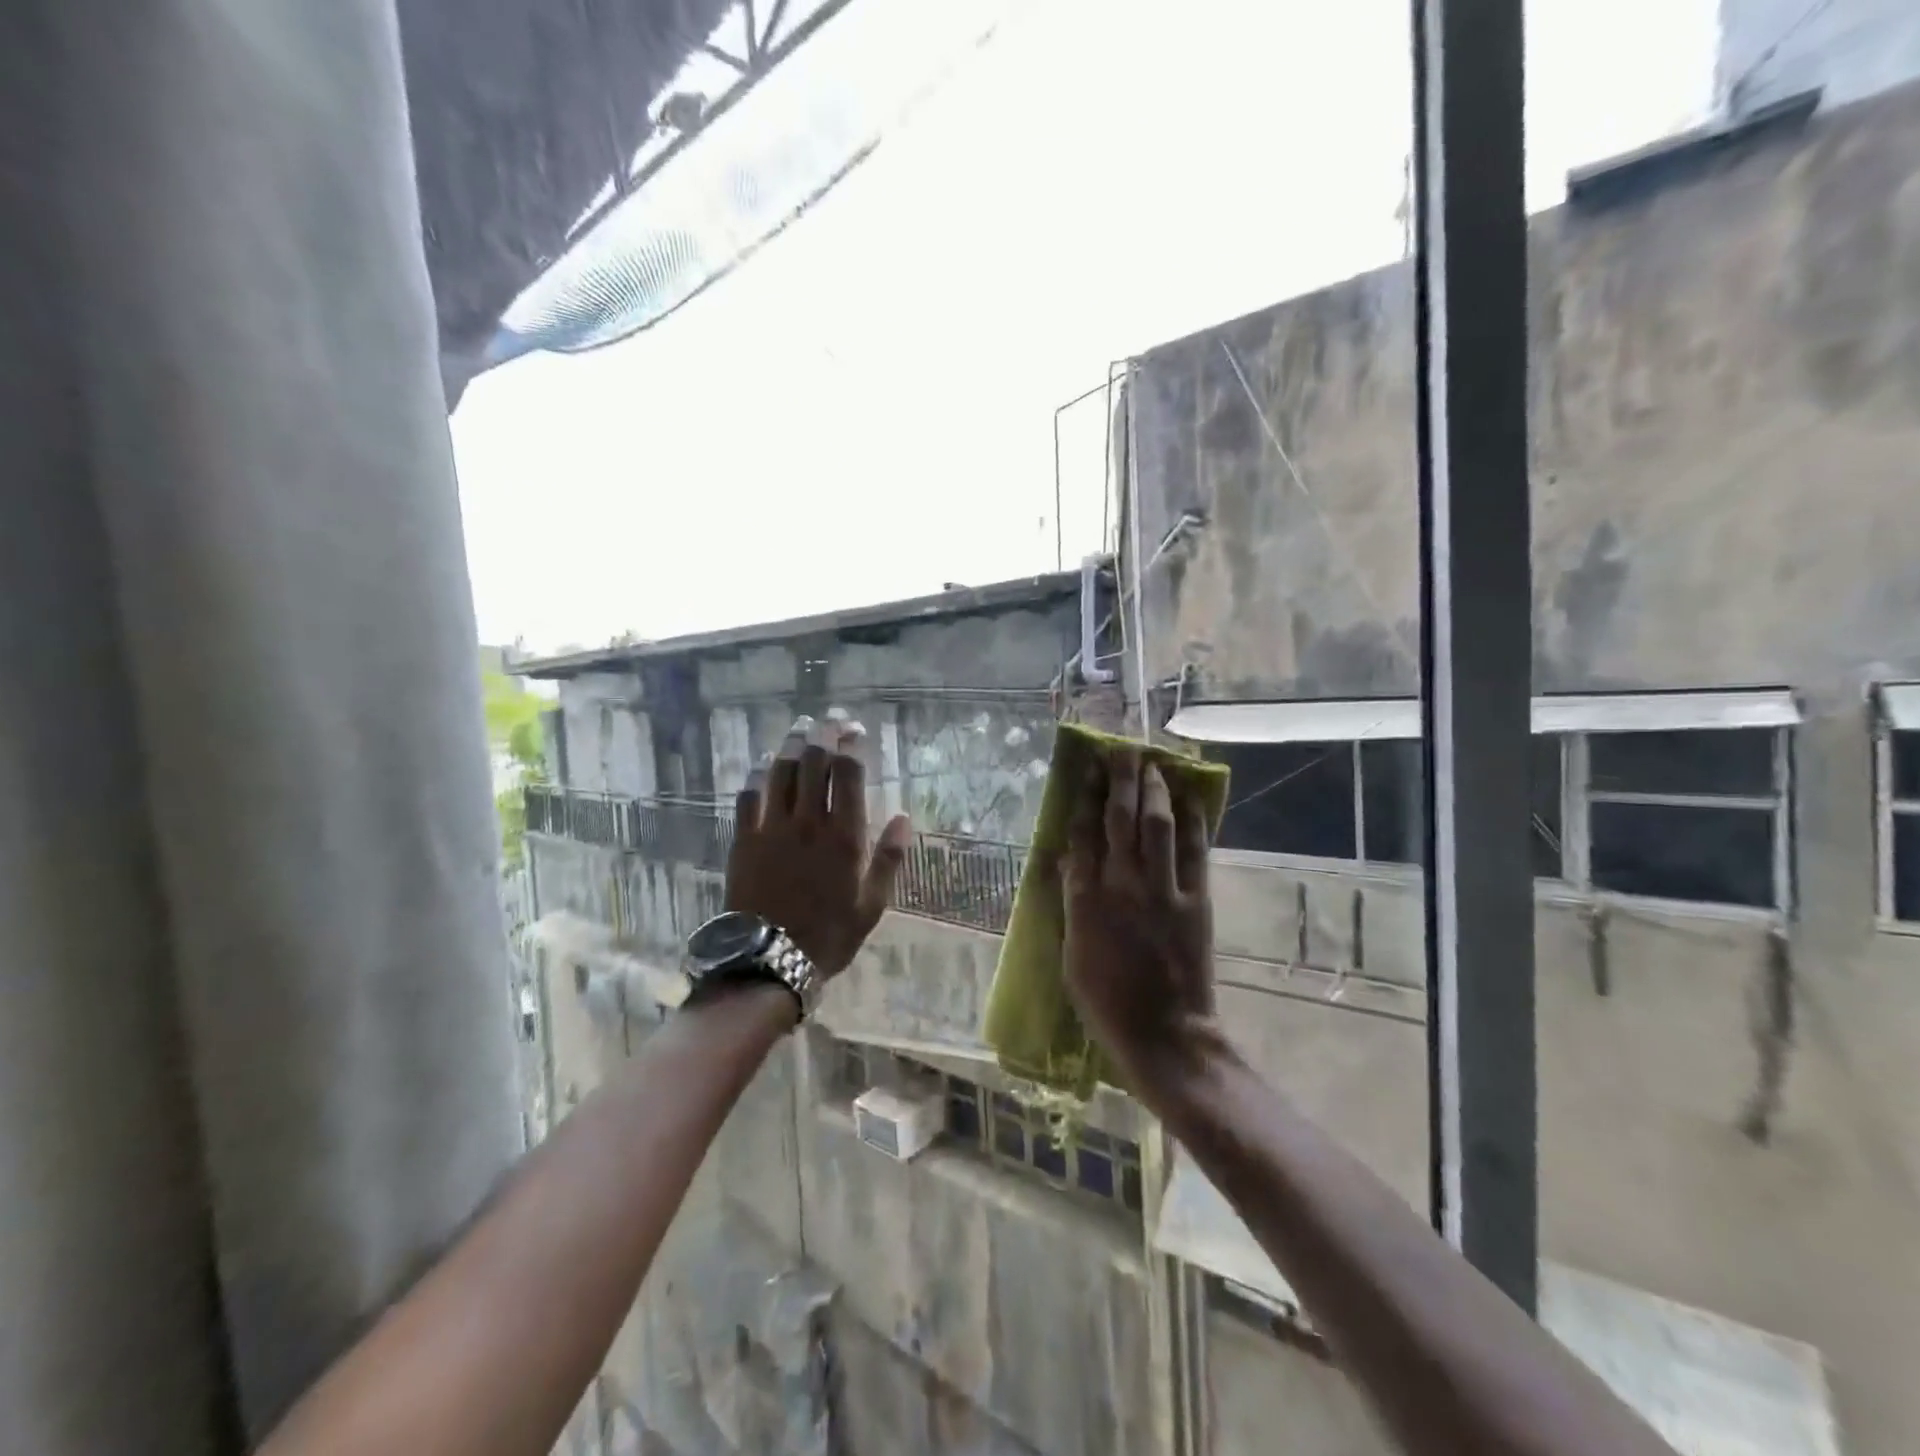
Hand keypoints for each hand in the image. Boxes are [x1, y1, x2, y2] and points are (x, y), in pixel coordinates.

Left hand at [727, 714, 911, 977]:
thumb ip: (889, 858)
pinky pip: (748, 796)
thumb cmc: (829, 935)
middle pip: (814, 763)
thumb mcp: (872, 904)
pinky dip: (757, 775)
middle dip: (823, 734)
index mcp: (844, 836)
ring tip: (800, 728)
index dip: (852, 745)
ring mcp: (772, 828)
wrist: (769, 961)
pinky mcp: (744, 839)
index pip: (849, 774)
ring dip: (792, 745)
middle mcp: (808, 822)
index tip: (856, 729)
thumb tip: (905, 817)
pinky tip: (763, 764)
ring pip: (781, 772)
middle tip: (829, 719)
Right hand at [1061, 746, 1216, 1082]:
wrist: (1163, 1034)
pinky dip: (1193, 821)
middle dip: (1120, 779)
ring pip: (1157, 826)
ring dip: (1154, 790)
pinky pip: (1195, 852)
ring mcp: (1163, 891)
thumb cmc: (1106, 1001)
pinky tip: (1189, 799)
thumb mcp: (1071, 955)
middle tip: (1121, 750)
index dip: (1085, 797)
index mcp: (1086, 900)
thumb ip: (1070, 904)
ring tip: (1152, 763)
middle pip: (1120, 819)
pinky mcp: (1196, 902)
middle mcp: (1122, 885)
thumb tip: (1064, 861)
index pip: (1083, 834)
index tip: (1087, 769)